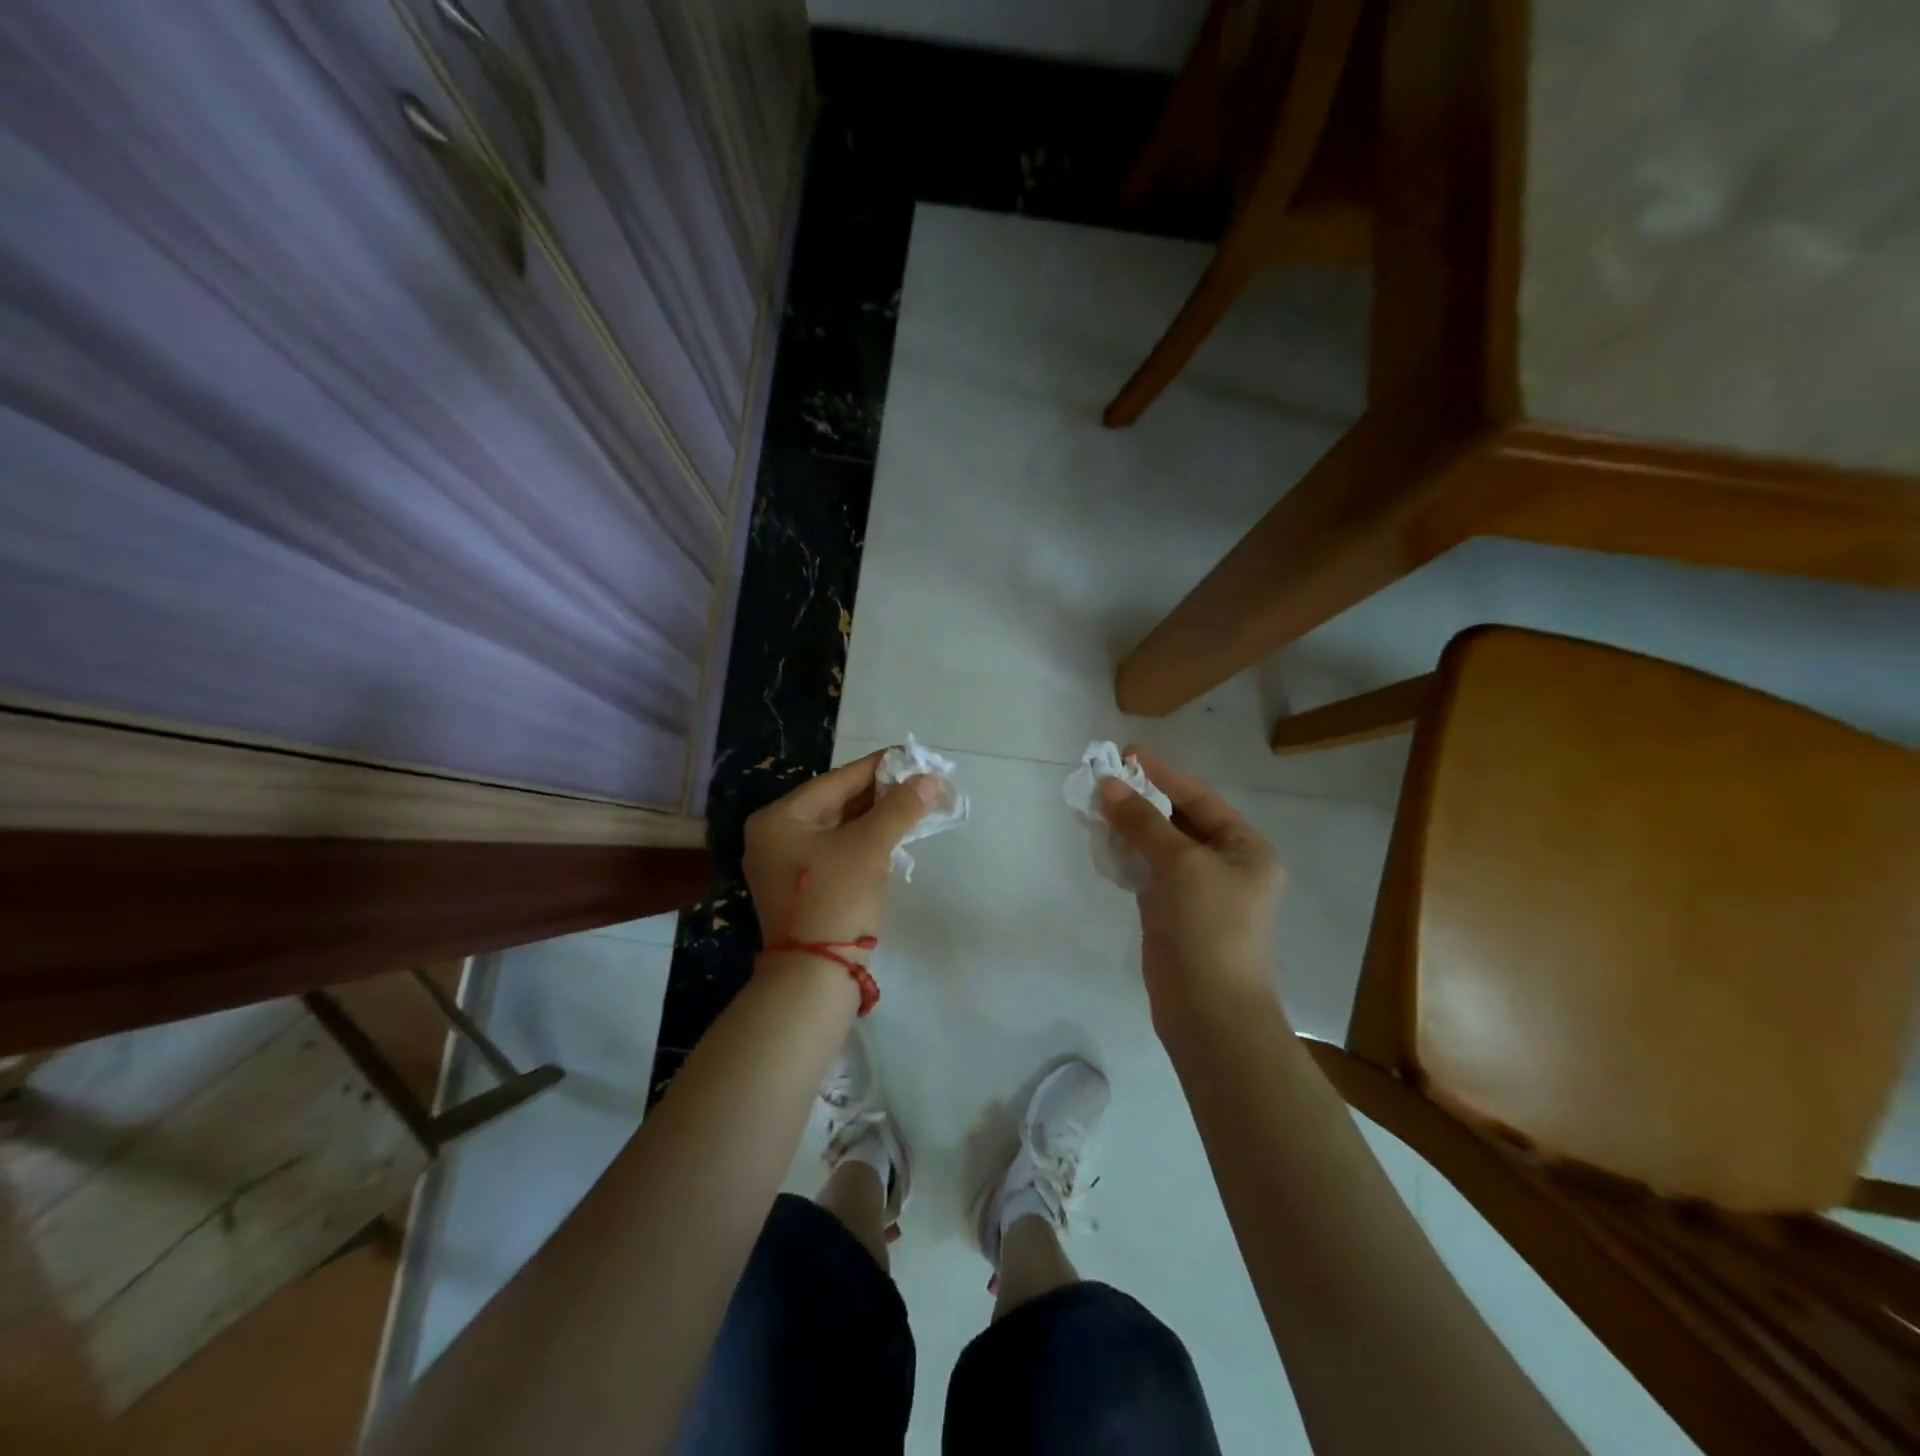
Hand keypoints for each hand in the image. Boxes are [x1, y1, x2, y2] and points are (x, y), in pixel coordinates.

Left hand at [742, 749, 937, 952]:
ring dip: (877, 818)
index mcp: (779, 819)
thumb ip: (899, 808)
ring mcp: (786, 866)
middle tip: (920, 783)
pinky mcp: (803, 889)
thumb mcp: (869, 847)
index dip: (878, 768)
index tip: (911, 758)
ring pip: (839, 829)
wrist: (814, 977)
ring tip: (915, 805)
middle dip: (881, 795)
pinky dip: (866, 842)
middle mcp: (775, 837)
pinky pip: (838, 852)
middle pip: (836, 804)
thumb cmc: (835, 899)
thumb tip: (929, 780)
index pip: (836, 781)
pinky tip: (895, 836)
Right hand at [1098, 748, 1284, 1025]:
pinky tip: (1101, 843)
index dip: (1162, 775)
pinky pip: (1146, 873)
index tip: (1125, 754)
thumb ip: (1143, 822)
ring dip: (1129, 827)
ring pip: (1158, 847)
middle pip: (1178, 820)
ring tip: (1093, 805)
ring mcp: (1197, 892)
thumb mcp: (1180, 864)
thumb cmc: (1209, 927)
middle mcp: (1225, 866)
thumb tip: (1107, 784)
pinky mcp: (1171, 914)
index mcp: (1245, 849)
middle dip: (1140, 800)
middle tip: (1101, 779)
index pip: (1199, 799)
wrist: (1209, 1011)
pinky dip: (1126, 856)